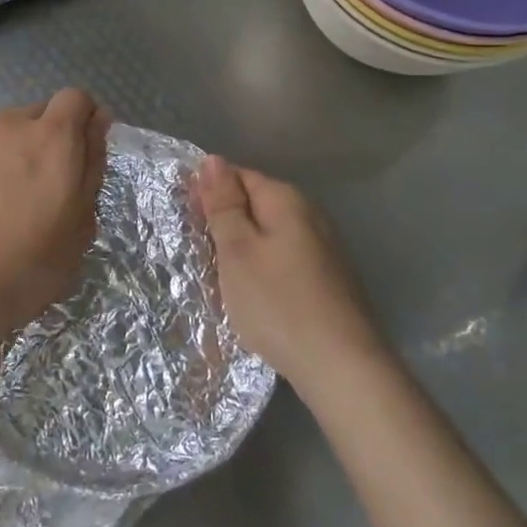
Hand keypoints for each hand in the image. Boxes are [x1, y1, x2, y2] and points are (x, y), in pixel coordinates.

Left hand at [0, 90, 111, 368]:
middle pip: (41, 112)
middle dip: (51, 137)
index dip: (84, 120)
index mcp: (53, 138)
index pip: (77, 98)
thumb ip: (92, 164)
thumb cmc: (28, 266)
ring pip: (7, 129)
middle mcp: (12, 124)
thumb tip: (97, 122)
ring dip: (17, 148)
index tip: (82, 154)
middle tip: (46, 185)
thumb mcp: (81, 224)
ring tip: (8, 196)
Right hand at [194, 156, 378, 385]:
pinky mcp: (328, 279)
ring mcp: (324, 248)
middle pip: (256, 204)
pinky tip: (253, 293)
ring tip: (219, 276)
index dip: (207, 192)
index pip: (238, 175)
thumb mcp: (237, 250)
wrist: (341, 366)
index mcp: (286, 200)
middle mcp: (310, 215)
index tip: (185, 219)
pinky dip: (263, 269)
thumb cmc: (278, 303)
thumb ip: (224, 204)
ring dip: (243, 248)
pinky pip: (284, 259)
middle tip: (197, 252)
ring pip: (270, 234)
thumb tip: (213, 160)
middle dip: (225, 221)